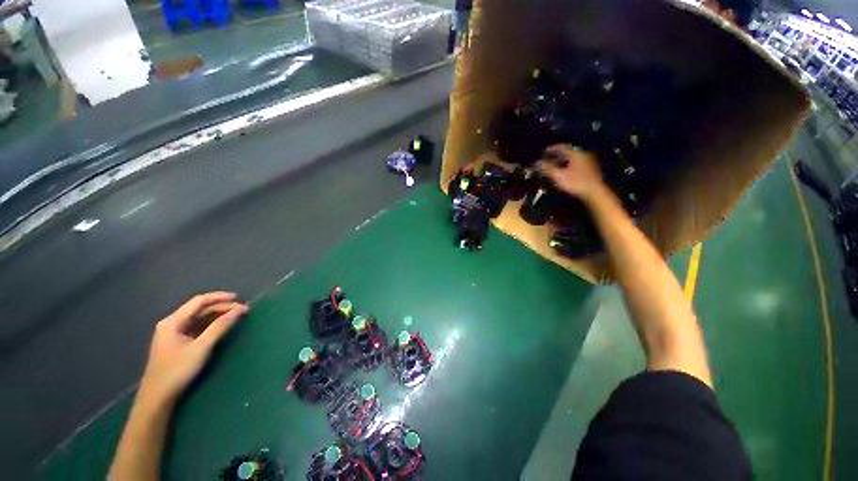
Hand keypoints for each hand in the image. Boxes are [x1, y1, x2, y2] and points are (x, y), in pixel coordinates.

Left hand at [137, 292, 247, 404]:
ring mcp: (173, 334)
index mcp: (173, 321)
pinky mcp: (177, 343)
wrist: (157, 397)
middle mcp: (172, 323)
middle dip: (221, 307)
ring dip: (217, 315)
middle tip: (242, 310)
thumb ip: (219, 327)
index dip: (219, 297)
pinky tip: (221, 326)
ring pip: (199, 318)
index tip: (239, 297)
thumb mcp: (201, 348)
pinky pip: (197, 327)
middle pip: (199, 309)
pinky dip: (211, 324)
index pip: (199, 301)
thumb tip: (238, 310)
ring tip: (235, 316)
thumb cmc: (177, 370)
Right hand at [538, 145, 606, 201]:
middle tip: (547, 160)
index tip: (544, 152)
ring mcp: (587, 162)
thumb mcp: (559, 176)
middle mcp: (583, 155)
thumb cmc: (576, 182)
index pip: (562, 147)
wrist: (594, 192)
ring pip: (572, 159)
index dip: (552, 149)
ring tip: (553, 167)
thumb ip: (547, 168)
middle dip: (556, 156)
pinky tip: (563, 172)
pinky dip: (568, 166)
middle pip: (567, 153)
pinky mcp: (590, 169)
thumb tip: (536, 163)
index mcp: (575, 154)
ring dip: (562, 161)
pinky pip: (576, 164)